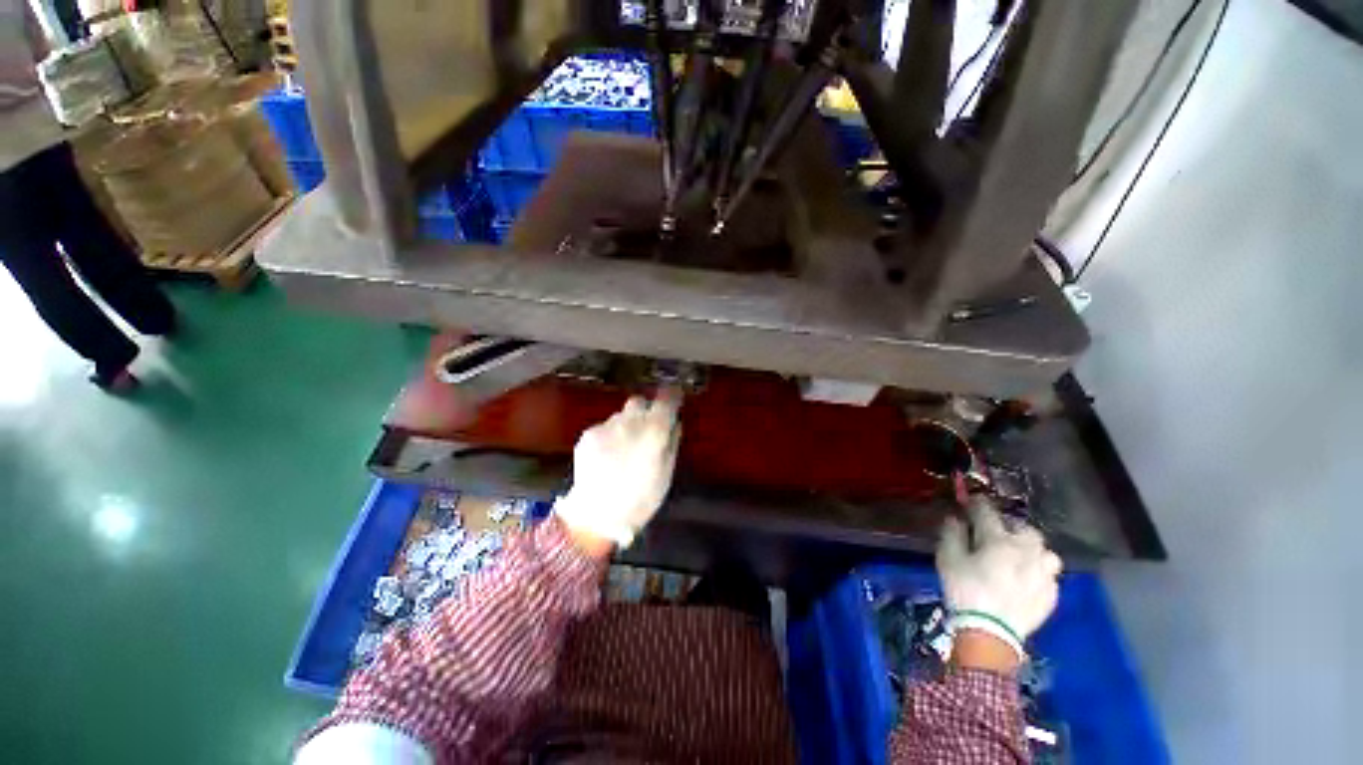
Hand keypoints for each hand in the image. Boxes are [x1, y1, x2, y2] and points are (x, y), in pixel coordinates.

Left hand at [553, 392, 680, 553]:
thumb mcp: (666, 473)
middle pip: (639, 401)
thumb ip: (671, 443)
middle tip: (647, 427)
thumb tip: (674, 423)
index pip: (666, 399)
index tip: (674, 398)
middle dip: (645, 410)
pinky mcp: (588, 434)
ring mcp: (606, 426)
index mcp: (653, 431)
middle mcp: (629, 421)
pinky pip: (605, 427)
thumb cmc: (640, 499)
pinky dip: (610, 436)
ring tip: (625, 448)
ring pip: (621, 415)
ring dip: (627, 424)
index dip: (672, 396)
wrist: (596, 515)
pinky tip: (608, 456)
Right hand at [937, 499, 1061, 661]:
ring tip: (1020, 556)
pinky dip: (1038, 572)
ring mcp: (1043, 574)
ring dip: (1032, 550)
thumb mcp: (948, 559)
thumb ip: (951, 534)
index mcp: (999, 540)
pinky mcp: (1051, 595)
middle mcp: (1027, 552)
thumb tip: (955, 518)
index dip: (977, 503)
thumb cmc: (965, 591)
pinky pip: (1049, 575)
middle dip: (1011, 526)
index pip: (987, 512)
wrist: (990, 634)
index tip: (969, 501)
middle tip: (997, 531)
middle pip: (1026, 529)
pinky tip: (1025, 580)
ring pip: (1045, 552)